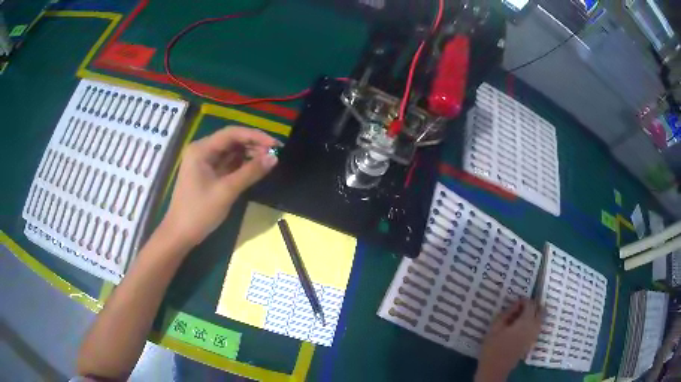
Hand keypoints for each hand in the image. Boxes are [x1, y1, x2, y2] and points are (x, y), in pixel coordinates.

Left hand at [161, 126, 279, 248]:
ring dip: (249, 154)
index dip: (256, 136)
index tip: (276, 144)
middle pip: (232, 140)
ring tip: (269, 160)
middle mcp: (202, 150)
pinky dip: (242, 165)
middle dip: (254, 145)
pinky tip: (256, 167)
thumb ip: (250, 172)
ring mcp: (204, 162)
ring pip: (231, 152)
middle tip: (275, 153)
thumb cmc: (199, 212)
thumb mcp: (226, 191)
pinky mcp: (208, 173)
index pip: (232, 133)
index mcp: (201, 149)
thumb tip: (274, 157)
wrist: (180, 234)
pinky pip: (228, 163)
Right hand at [475, 299, 543, 381]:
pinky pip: (537, 326)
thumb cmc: (493, 348)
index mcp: (526, 321)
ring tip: (521, 315)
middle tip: (521, 306)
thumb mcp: (495, 328)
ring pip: (541, 318)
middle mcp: (534, 326)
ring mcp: (534, 335)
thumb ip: (507, 313)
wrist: (495, 369)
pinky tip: (522, 325)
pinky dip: (533, 321)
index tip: (515, 301)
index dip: (524, 300)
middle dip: (533, 305)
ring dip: (534, 313)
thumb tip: (516, 304)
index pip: (531, 304)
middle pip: (541, 310)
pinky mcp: (531, 342)